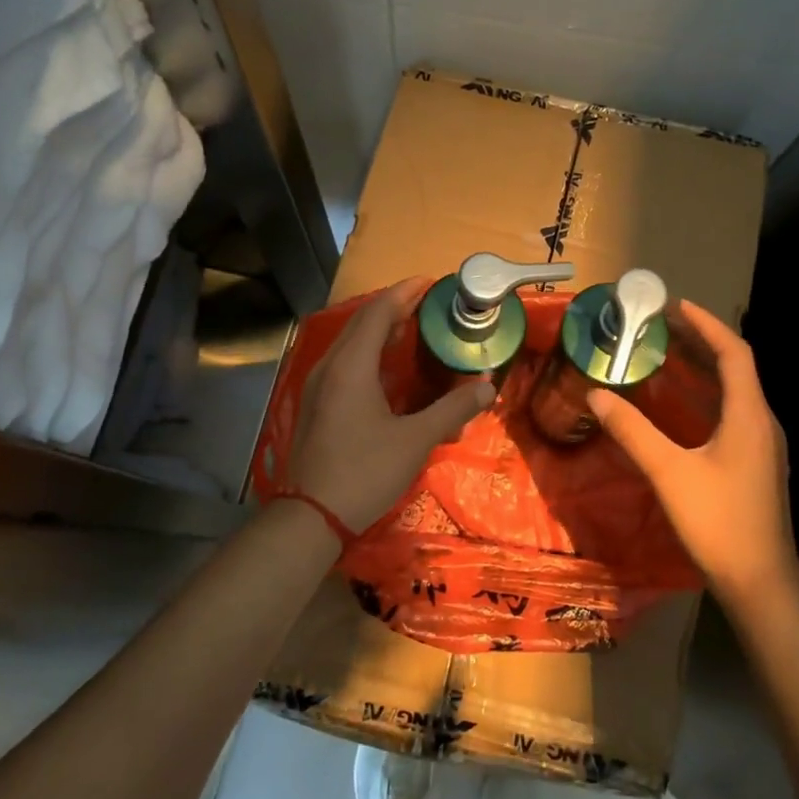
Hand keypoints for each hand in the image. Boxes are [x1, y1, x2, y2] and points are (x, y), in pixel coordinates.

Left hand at [288, 276, 495, 536]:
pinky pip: (344, 362)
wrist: (312, 515)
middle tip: (425, 302)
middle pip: (361, 323)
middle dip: (392, 307)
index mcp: (351, 366)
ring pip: (350, 343)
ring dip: (378, 329)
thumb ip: (452, 410)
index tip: (429, 282)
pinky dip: (368, 352)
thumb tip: (487, 386)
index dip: (404, 294)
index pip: (378, 313)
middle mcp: (330, 367)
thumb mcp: (415, 440)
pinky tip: (385, 367)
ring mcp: (318, 386)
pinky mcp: (317, 405)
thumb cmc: (364, 471)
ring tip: (409, 327)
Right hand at [588, 300, 798, 603]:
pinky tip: (679, 406)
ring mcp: (761, 445)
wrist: (760, 580)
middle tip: (662, 327)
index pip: (734, 353)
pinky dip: (705, 398)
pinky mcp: (755, 464)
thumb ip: (633, 431)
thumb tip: (597, 394)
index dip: (707, 325)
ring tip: (667, 355)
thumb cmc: (718, 521)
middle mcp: (761, 422)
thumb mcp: (669, 472)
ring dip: (703, 370)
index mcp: (749, 415)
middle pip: (736, 368)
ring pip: (734, 392)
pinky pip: (731, 414)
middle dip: (701, 343)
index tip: (676, 306)